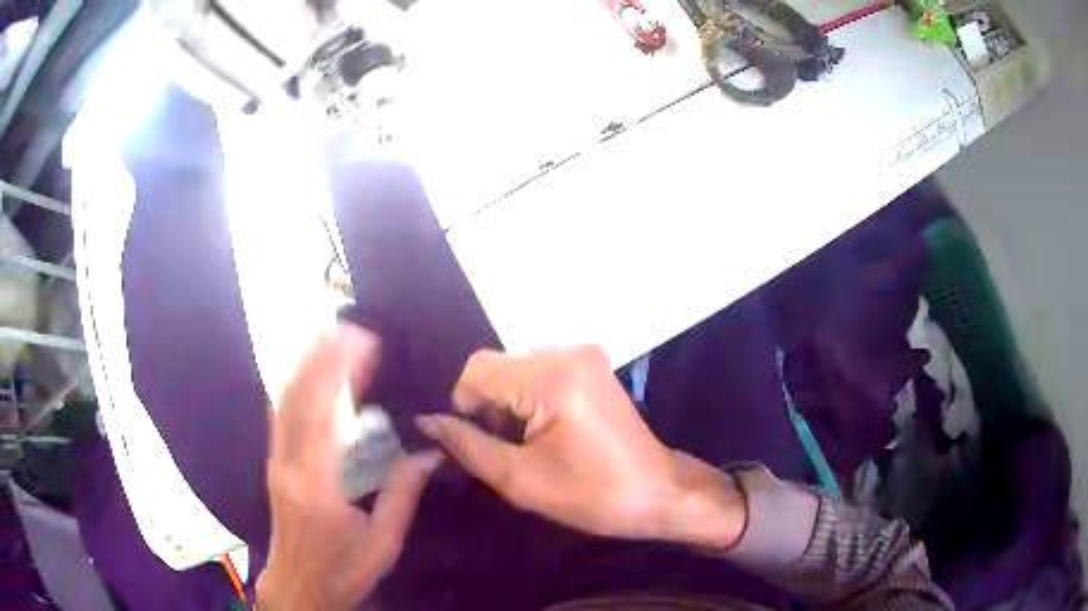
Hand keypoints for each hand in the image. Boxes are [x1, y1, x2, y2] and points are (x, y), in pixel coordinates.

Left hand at [258, 326, 439, 610]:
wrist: (297, 586)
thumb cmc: (342, 570)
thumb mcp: (382, 543)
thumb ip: (402, 496)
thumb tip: (429, 454)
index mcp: (317, 485)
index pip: (325, 415)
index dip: (341, 373)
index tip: (365, 344)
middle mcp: (289, 465)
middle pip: (297, 397)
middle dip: (320, 356)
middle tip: (349, 329)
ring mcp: (276, 461)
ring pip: (283, 400)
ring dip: (305, 364)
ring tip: (329, 337)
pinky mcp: (274, 463)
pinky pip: (280, 413)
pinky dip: (294, 384)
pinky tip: (307, 370)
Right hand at [415, 346, 746, 548]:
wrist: (659, 492)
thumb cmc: (593, 495)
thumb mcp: (521, 480)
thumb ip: (467, 445)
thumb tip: (427, 421)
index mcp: (553, 377)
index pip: (475, 371)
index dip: (463, 408)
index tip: (479, 445)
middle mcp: (568, 352)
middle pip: (495, 367)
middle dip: (488, 407)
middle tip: (507, 449)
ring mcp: (584, 354)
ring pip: (514, 369)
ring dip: (507, 403)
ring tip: (529, 443)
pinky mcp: (591, 364)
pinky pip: (538, 371)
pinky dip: (528, 398)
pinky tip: (546, 430)